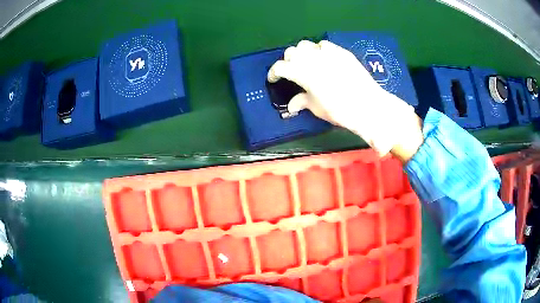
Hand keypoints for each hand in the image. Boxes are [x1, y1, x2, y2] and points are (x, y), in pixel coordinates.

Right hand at [267, 40, 422, 161]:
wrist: (368, 106)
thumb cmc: (340, 111)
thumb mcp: (317, 108)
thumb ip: (302, 102)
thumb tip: (292, 105)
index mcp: (302, 73)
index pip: (280, 67)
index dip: (273, 73)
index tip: (273, 79)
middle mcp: (312, 58)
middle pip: (292, 52)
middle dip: (288, 61)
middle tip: (292, 72)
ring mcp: (328, 53)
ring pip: (306, 45)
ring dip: (302, 53)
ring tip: (307, 63)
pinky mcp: (342, 52)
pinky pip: (325, 45)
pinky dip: (319, 50)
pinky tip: (325, 60)